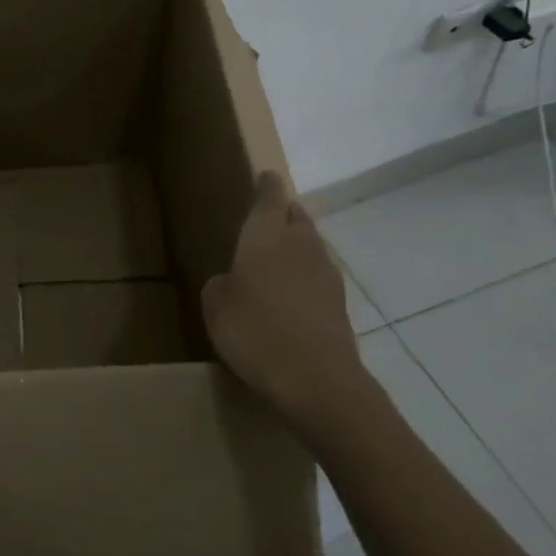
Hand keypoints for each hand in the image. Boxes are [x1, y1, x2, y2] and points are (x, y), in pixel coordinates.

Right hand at [201, 172, 378, 445]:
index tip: (265, 176)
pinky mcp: (339, 302)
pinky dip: (306, 276)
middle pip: (297, 216)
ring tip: (278, 256)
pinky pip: (319, 275)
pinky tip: (292, 294)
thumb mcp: (215, 307)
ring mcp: (325, 273)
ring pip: (311, 245)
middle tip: (270, 216)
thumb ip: (221, 285)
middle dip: (285, 212)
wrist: (315, 379)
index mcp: (265, 237)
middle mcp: (300, 245)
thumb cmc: (254, 332)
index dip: (267, 185)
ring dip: (297, 244)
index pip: (270, 197)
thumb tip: (232, 282)